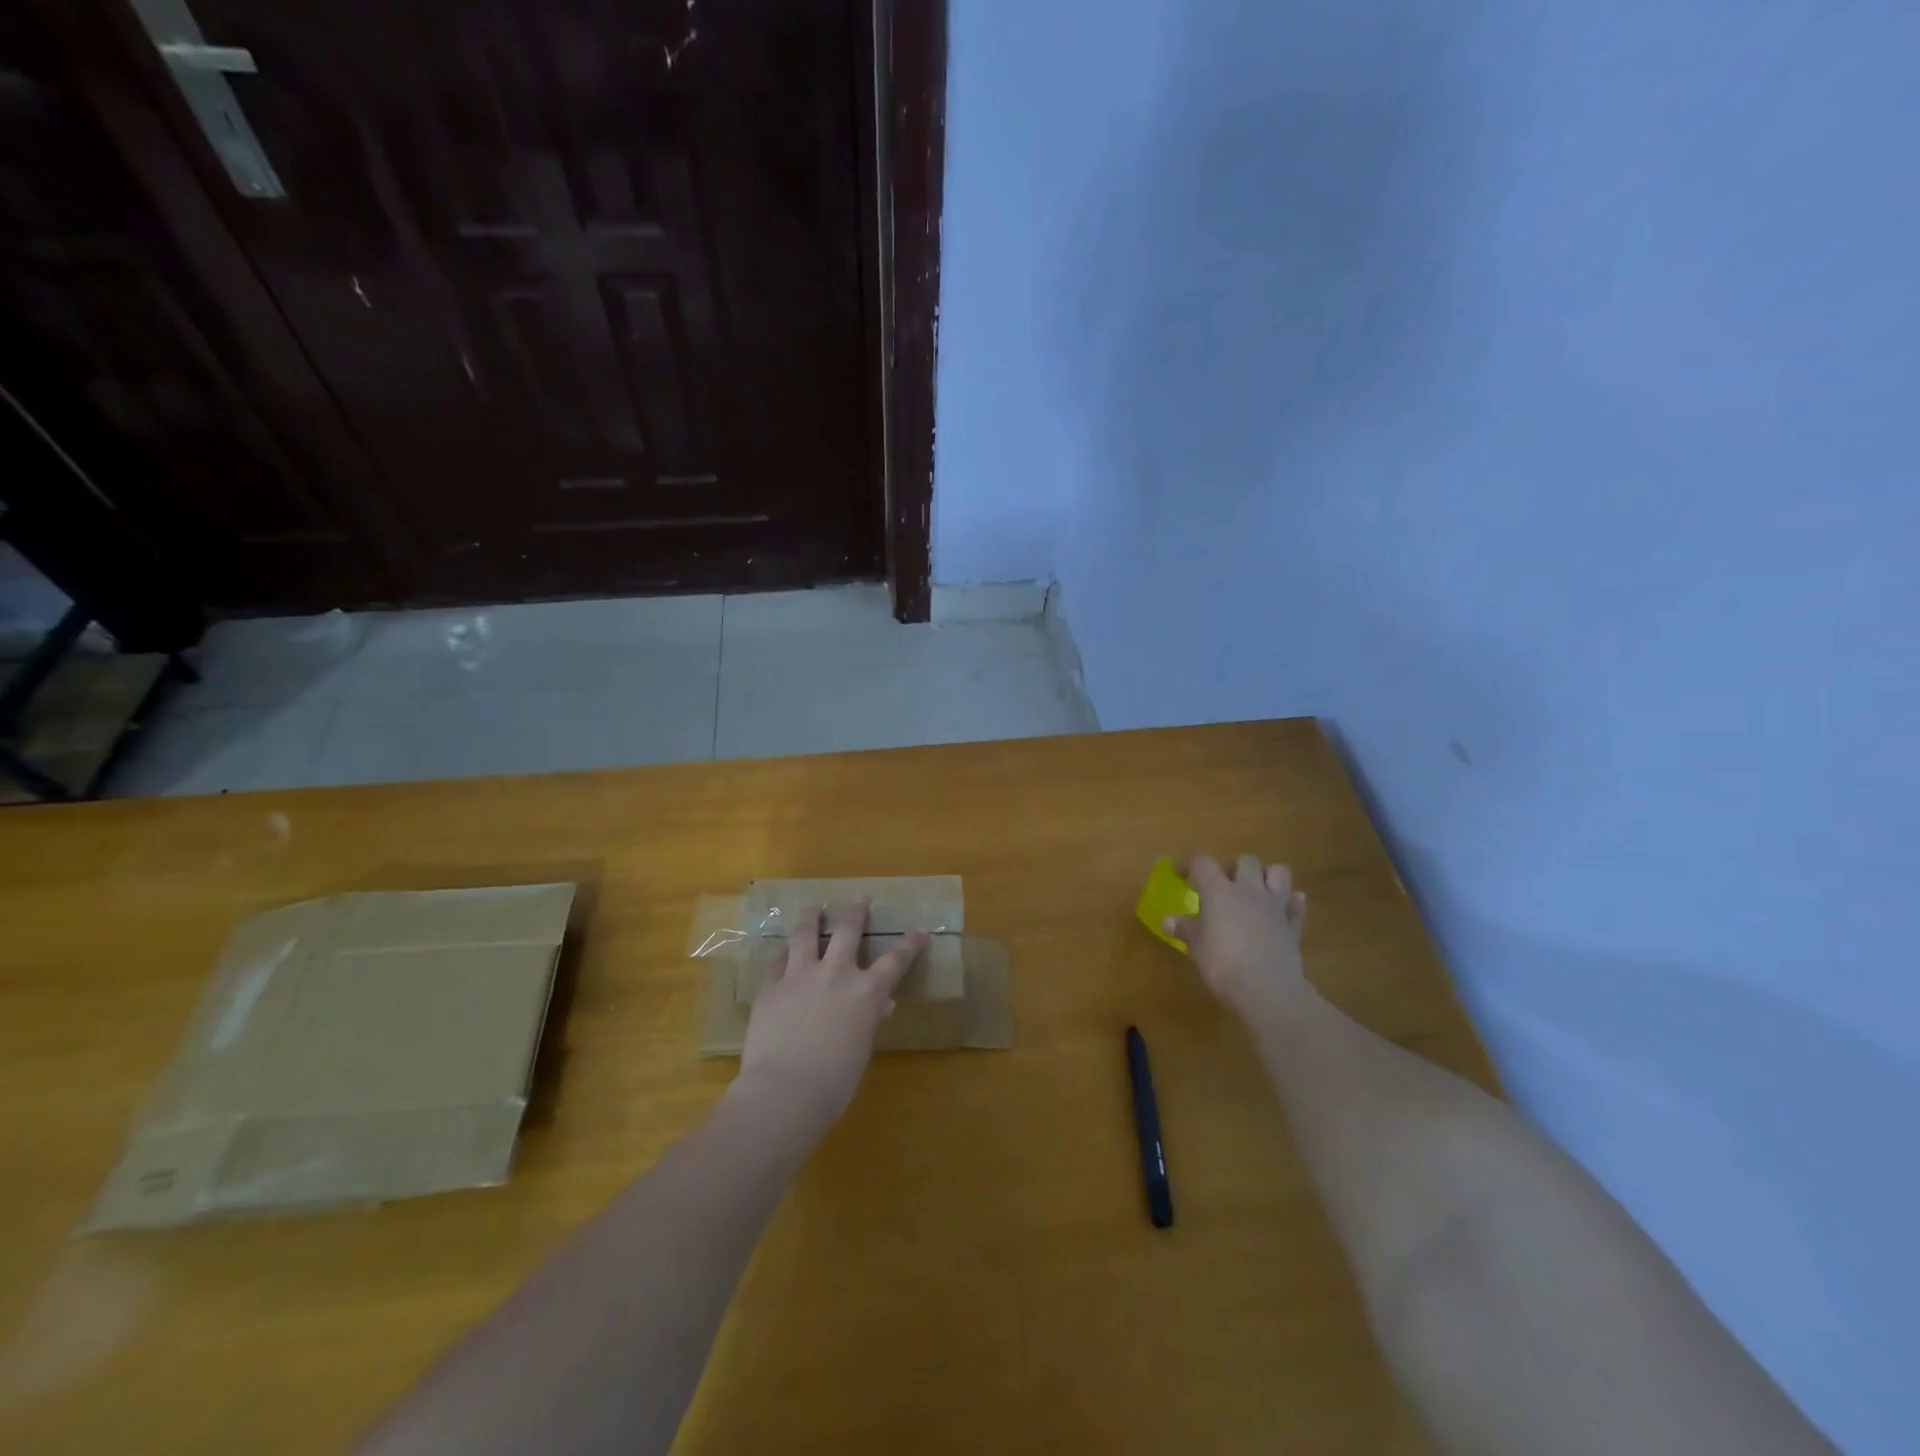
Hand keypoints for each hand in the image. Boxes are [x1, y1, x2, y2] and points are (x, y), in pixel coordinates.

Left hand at [735, 902, 929, 1132]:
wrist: (784, 1091)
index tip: (921, 932)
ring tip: (814, 908)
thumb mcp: (861, 1049)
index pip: (896, 960)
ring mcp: (799, 976)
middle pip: (848, 931)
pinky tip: (783, 953)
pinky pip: (777, 961)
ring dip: (812, 918)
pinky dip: (784, 955)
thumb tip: (880, 1005)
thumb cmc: (834, 1083)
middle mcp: (835, 973)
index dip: (910, 944)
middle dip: (856, 912)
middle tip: (860, 899)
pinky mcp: (770, 986)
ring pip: (806, 934)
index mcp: (866, 992)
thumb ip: (868, 1020)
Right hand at [1166, 855, 1310, 1024]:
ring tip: (1255, 890)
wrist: (1267, 990)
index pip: (1202, 863)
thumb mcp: (1196, 948)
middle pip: (1245, 860)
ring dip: (1267, 876)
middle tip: (1223, 886)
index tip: (1180, 874)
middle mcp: (1249, 890)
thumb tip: (1168, 920)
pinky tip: (1282, 908)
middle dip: (1233, 868)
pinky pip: (1296, 905)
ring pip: (1279, 872)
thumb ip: (1185, 929)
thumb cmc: (1223, 965)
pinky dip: (1291, 902)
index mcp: (1219, 891)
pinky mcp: (1293, 926)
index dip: (1189, 865)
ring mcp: (1275, 906)